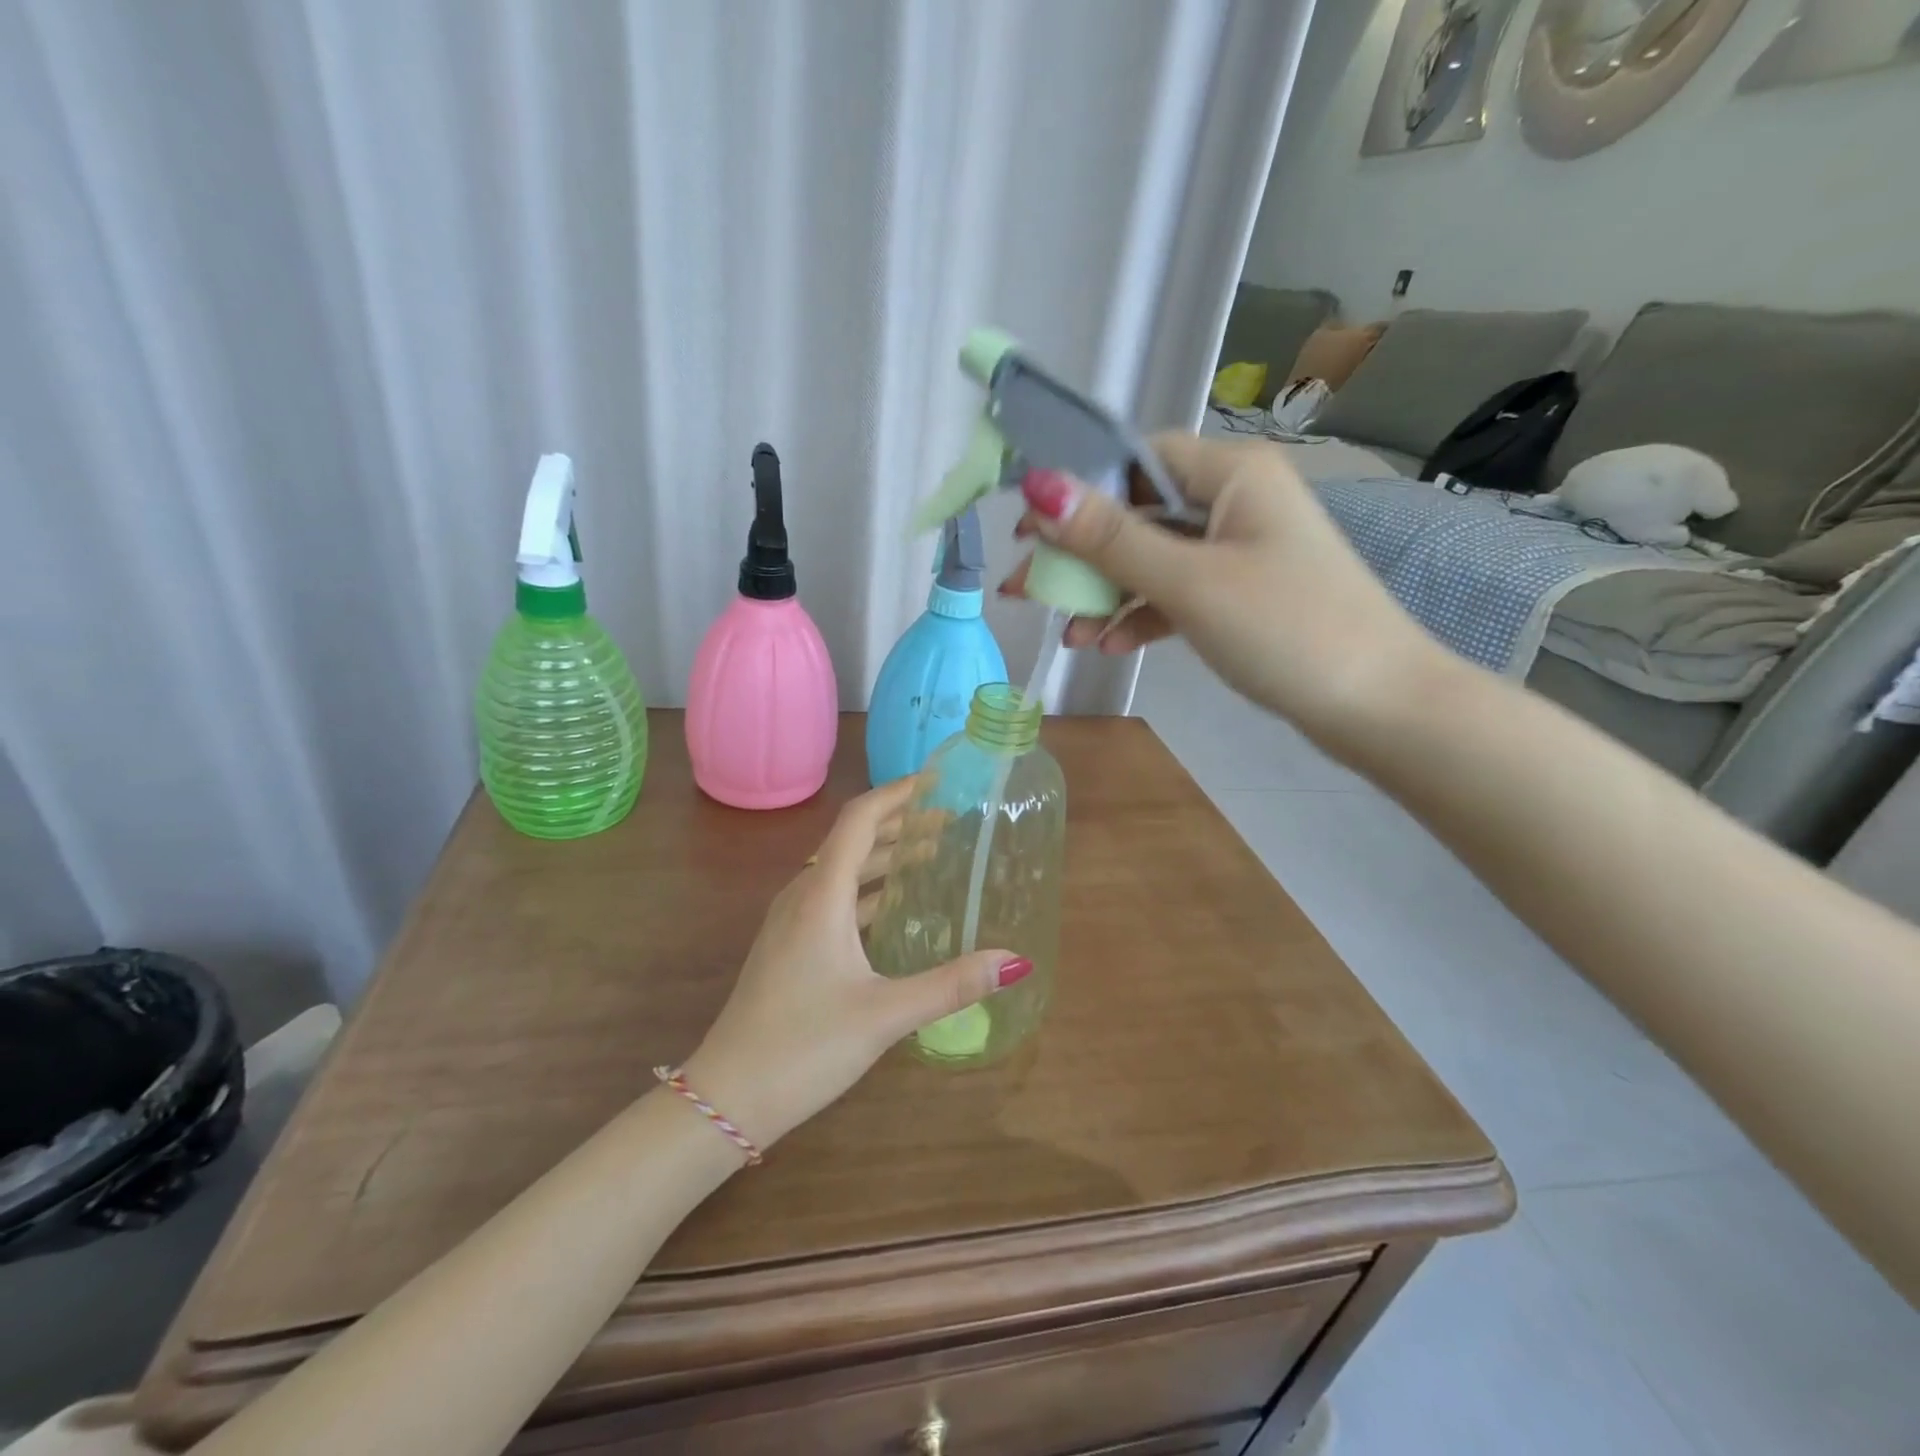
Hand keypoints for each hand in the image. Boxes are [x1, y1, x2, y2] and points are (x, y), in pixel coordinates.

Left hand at [680, 779, 1026, 1151]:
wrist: (727, 1096)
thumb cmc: (805, 1046)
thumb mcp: (885, 1014)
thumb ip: (951, 985)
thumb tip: (1014, 961)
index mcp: (822, 895)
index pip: (860, 820)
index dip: (897, 793)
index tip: (935, 781)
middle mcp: (803, 895)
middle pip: (853, 840)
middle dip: (900, 823)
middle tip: (949, 820)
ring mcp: (791, 921)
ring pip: (843, 869)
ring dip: (884, 856)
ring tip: (931, 853)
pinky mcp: (788, 945)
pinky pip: (833, 897)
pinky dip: (868, 887)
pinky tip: (893, 907)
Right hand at [1002, 432, 1439, 744]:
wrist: (1379, 707)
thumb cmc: (1286, 630)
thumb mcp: (1190, 582)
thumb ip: (1112, 538)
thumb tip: (1039, 486)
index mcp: (1233, 473)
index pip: (1137, 459)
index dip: (1077, 489)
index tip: (1028, 530)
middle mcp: (1235, 501)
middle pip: (1138, 513)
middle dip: (1082, 554)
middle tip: (1026, 588)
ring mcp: (1239, 552)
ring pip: (1153, 559)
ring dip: (1106, 593)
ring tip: (1067, 633)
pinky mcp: (1240, 596)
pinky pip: (1176, 593)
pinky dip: (1141, 615)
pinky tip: (1109, 644)